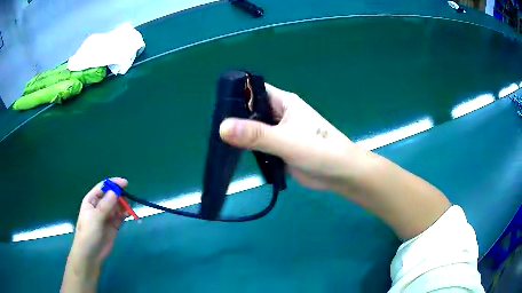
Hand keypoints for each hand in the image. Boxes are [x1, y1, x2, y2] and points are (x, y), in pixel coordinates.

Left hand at [71, 178, 128, 265]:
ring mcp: (107, 216)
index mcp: (92, 200)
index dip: (113, 184)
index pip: (103, 187)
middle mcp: (100, 206)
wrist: (91, 254)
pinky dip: (125, 214)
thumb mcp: (95, 218)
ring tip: (128, 209)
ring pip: (117, 206)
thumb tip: (115, 191)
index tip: (125, 184)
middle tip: (127, 199)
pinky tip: (128, 214)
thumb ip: (105, 205)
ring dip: (123, 205)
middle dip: (120, 195)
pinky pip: (121, 216)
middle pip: (111, 195)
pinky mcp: (114, 225)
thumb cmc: (89, 233)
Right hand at [219, 84, 365, 192]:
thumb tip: (222, 127)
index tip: (216, 110)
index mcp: (283, 102)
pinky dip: (248, 150)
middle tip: (213, 131)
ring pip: (253, 130)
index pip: (254, 91)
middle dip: (234, 120)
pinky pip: (258, 146)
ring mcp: (278, 132)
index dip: (235, 96)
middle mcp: (279, 114)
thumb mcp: (287, 141)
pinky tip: (234, 154)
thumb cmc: (320, 151)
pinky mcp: (278, 149)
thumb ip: (256, 135)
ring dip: (240, 136)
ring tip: (218, 143)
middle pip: (250, 111)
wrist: (340, 175)